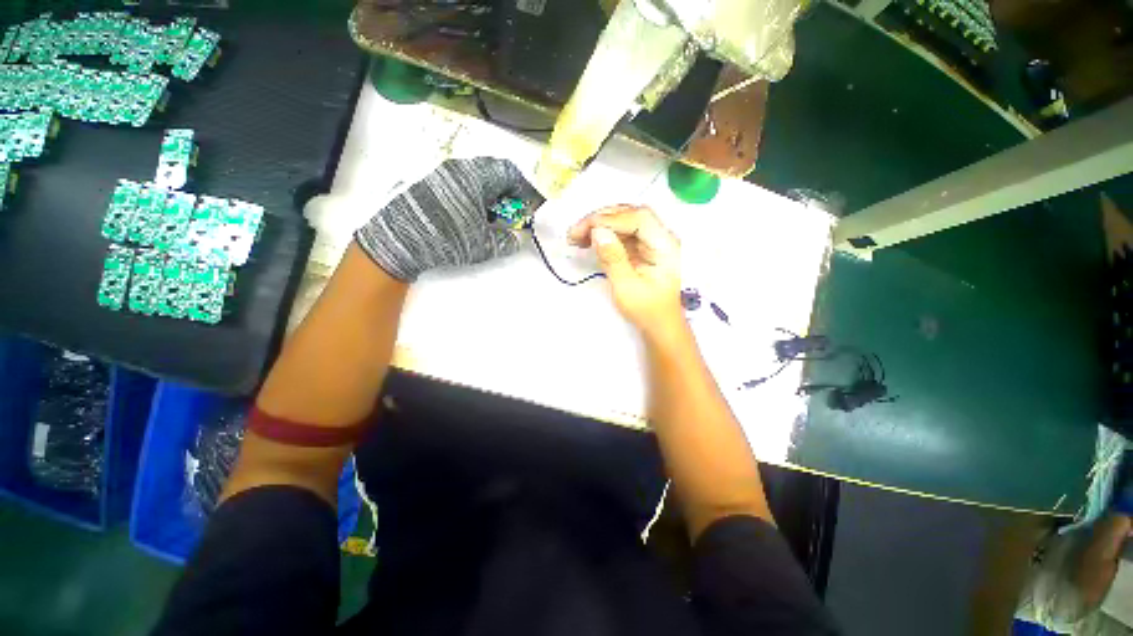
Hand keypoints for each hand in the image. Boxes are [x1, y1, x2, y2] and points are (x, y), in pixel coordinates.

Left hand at [355, 158, 543, 281]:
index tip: (529, 207)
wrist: (399, 241)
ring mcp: (442, 176)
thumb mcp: (484, 244)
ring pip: (477, 179)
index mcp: (475, 176)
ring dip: (491, 196)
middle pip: (493, 173)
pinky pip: (462, 185)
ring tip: (493, 219)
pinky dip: (475, 198)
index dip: (524, 188)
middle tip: (513, 214)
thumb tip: (517, 239)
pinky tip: (473, 218)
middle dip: (508, 193)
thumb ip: (507, 241)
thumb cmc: (448, 237)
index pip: (509, 171)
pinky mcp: (431, 185)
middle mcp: (459, 169)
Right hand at [569, 205, 682, 336]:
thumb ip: (613, 258)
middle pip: (630, 214)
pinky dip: (603, 234)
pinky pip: (621, 232)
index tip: (585, 230)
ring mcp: (651, 240)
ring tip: (576, 237)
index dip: (610, 219)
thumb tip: (597, 232)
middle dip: (601, 219)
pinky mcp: (642, 246)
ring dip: (599, 224)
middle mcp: (661, 237)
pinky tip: (587, 240)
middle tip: (575, 232)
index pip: (638, 218)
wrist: (660, 324)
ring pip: (624, 220)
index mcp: (665, 246)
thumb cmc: (647, 310)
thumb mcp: (627, 288)